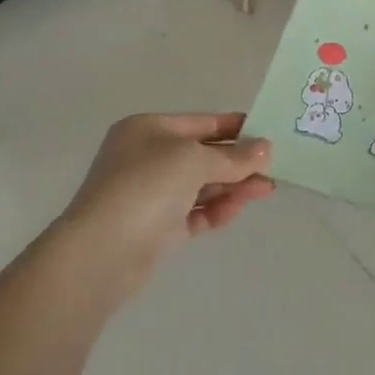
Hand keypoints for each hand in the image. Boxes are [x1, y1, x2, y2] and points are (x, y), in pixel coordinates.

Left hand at [57, 113, 273, 296]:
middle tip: (273, 167)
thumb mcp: (193, 160)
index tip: (266, 132)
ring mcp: (150, 194)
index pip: (199, 122)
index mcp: (148, 129)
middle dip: (237, 161)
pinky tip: (239, 208)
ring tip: (266, 189)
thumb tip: (265, 149)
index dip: (233, 126)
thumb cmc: (145, 186)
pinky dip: (216, 209)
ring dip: (232, 186)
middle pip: (201, 155)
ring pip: (200, 186)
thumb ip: (232, 156)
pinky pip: (193, 213)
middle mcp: (147, 157)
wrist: (101, 252)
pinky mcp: (156, 229)